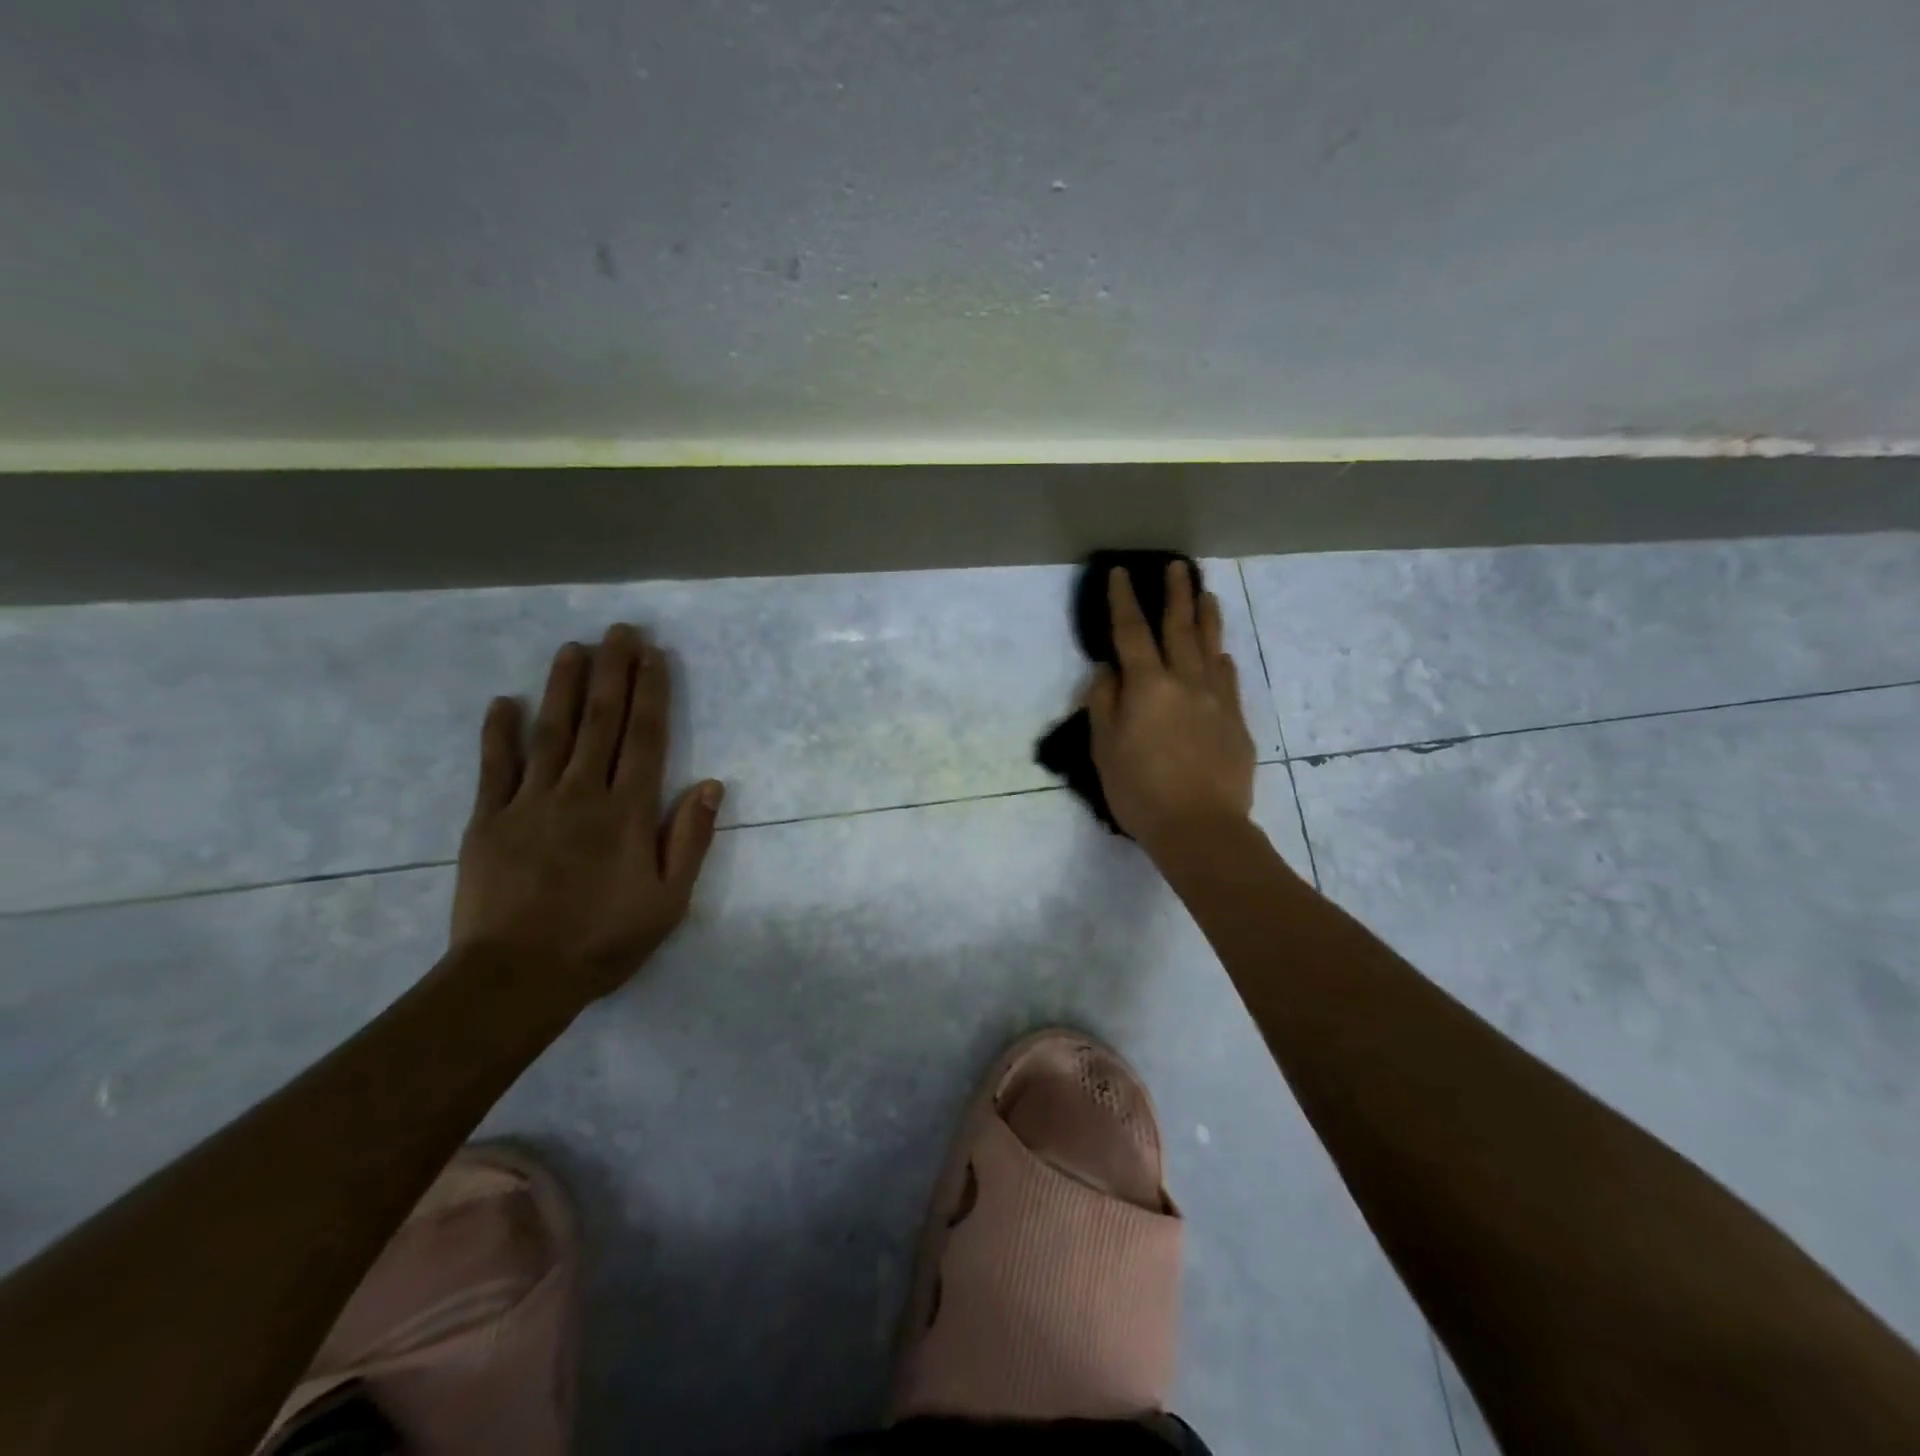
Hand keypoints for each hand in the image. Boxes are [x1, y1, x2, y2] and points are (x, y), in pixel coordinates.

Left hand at [450, 623, 723, 1006]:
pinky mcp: (489, 820)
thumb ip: (690, 840)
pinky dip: (499, 733)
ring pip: (551, 732)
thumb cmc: (603, 940)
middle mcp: (582, 794)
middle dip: (612, 672)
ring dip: (563, 687)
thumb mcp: (668, 901)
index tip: (653, 655)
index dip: (651, 692)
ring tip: (572, 648)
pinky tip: (503, 702)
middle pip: (601, 722)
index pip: (646, 738)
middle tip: (618, 631)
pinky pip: (495, 767)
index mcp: (627, 812)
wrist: (516, 978)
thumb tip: (712, 785)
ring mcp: (530, 803)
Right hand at [1086, 561, 1255, 856]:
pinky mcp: (1236, 721)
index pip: (1131, 632)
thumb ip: (1104, 704)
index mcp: (1148, 686)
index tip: (1121, 573)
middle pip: (1179, 628)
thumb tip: (1107, 671)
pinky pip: (1229, 679)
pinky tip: (1221, 655)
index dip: (1123, 600)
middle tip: (1178, 567)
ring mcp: (1217, 699)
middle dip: (1176, 594)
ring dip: (1207, 617)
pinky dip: (1221, 660)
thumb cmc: (1140, 791)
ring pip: (1211, 647)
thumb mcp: (1104, 750)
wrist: (1201, 827)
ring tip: (1207, 594)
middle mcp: (1185, 681)